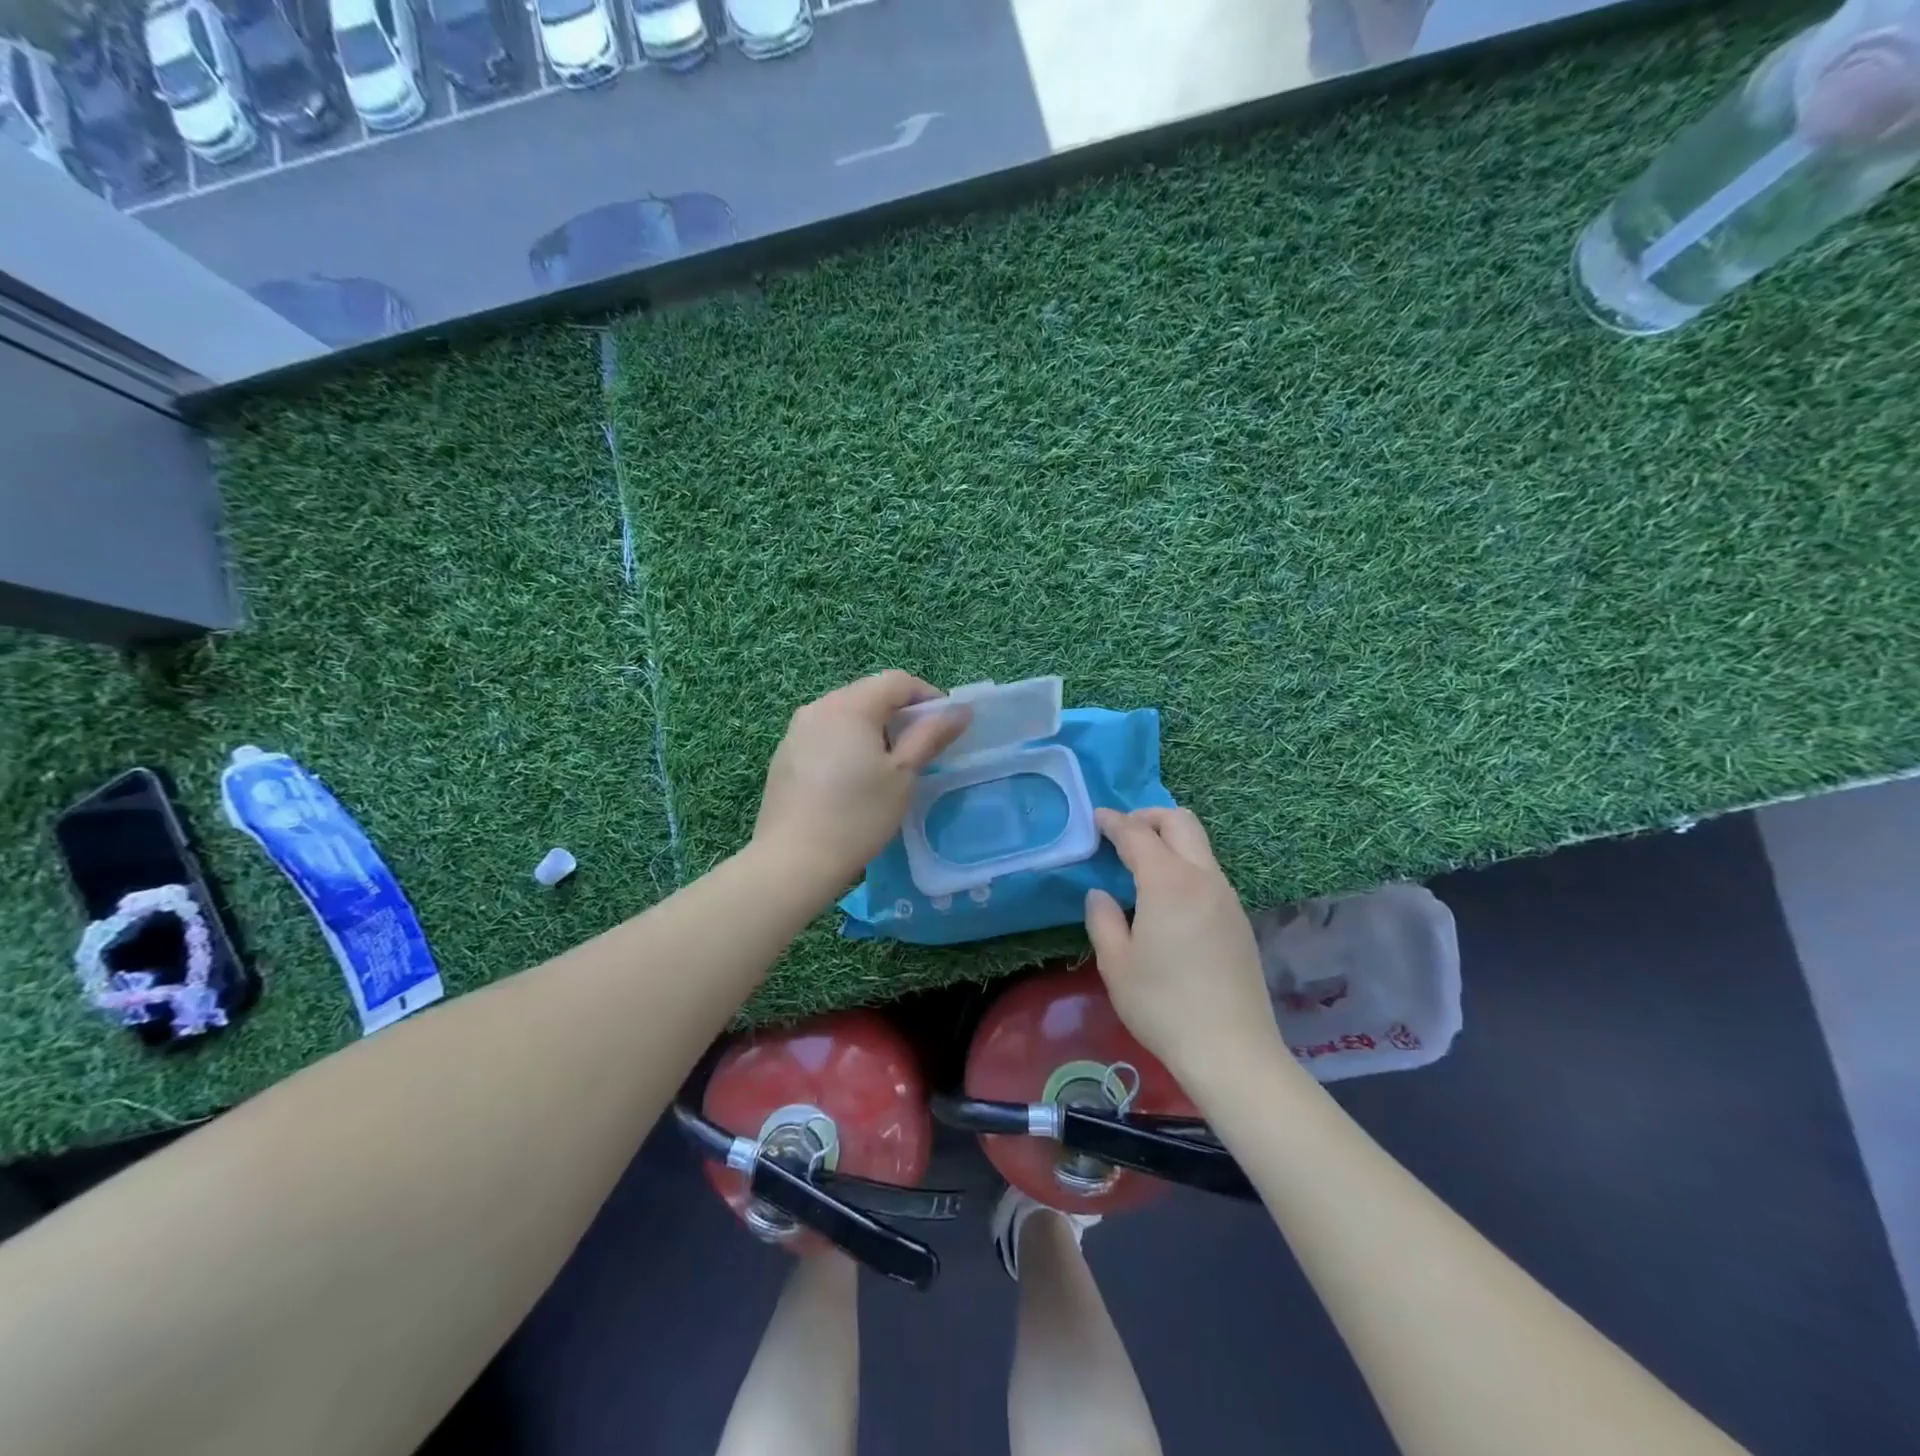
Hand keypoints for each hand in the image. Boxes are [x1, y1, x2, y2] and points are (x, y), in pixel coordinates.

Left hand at [754, 671, 970, 890]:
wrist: (793, 860)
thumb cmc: (858, 815)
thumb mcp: (903, 775)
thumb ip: (930, 736)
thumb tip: (960, 710)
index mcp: (850, 705)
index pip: (897, 681)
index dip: (927, 697)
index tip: (944, 727)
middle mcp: (819, 707)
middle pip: (869, 693)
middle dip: (899, 713)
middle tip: (920, 748)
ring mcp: (796, 730)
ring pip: (845, 714)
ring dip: (873, 728)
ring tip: (888, 765)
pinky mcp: (784, 755)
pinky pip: (824, 735)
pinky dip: (846, 744)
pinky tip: (852, 780)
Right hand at [1084, 807, 1280, 1085]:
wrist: (1231, 1050)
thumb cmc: (1162, 1005)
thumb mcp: (1116, 963)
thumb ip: (1102, 919)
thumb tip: (1101, 894)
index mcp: (1168, 882)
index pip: (1137, 834)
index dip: (1113, 822)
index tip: (1096, 819)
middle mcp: (1203, 878)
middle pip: (1181, 822)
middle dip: (1149, 817)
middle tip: (1122, 833)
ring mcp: (1227, 898)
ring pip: (1199, 846)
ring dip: (1170, 840)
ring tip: (1140, 864)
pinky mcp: (1239, 919)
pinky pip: (1209, 872)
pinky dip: (1184, 865)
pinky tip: (1167, 897)